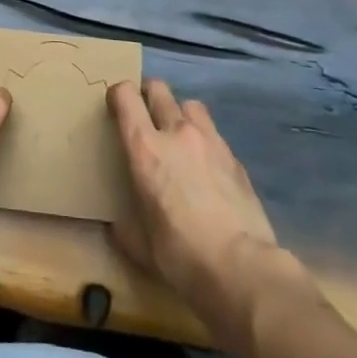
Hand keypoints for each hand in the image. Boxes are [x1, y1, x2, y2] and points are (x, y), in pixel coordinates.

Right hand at [108, 78, 302, 315]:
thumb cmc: (180, 254)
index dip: (117, 95)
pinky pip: (214, 135)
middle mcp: (176, 133)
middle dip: (148, 95)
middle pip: (159, 89)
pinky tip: (206, 167)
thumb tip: (119, 225)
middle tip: (144, 115)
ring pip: (190, 105)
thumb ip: (124, 224)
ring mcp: (210, 141)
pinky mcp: (235, 158)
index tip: (114, 108)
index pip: (125, 96)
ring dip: (180, 113)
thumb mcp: (138, 244)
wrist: (242, 268)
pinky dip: (205, 141)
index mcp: (144, 148)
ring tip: (178, 136)